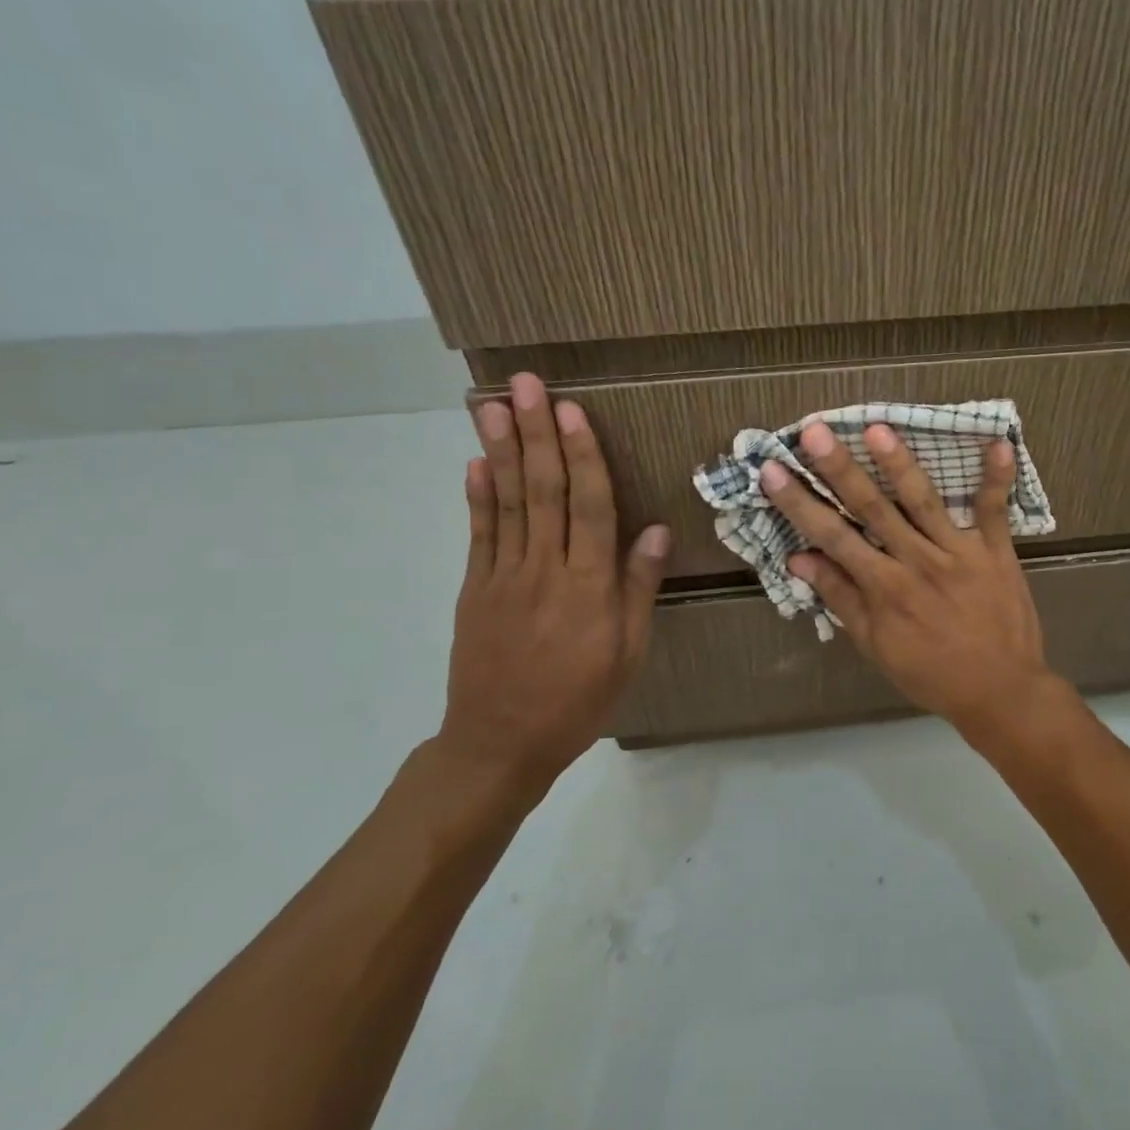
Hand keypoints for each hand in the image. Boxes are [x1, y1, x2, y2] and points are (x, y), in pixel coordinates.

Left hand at [438, 374, 669, 794]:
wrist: (500, 744)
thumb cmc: (579, 700)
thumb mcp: (628, 653)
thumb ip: (638, 588)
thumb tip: (653, 529)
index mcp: (587, 586)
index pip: (587, 506)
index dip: (581, 455)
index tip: (572, 410)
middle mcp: (543, 570)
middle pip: (542, 491)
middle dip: (536, 434)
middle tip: (526, 385)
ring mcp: (502, 577)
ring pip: (506, 503)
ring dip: (502, 450)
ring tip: (494, 406)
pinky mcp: (475, 589)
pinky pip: (478, 534)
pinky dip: (478, 496)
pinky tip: (477, 462)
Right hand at [761, 422, 1065, 733]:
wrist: (1001, 692)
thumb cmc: (932, 672)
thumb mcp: (876, 646)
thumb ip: (841, 598)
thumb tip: (799, 559)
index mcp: (885, 588)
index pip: (833, 536)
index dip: (799, 503)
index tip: (773, 470)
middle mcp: (917, 562)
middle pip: (873, 508)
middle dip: (840, 469)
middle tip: (815, 431)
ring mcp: (959, 553)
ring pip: (924, 501)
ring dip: (901, 464)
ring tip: (879, 428)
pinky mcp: (996, 551)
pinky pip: (995, 510)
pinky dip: (997, 478)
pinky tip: (997, 441)